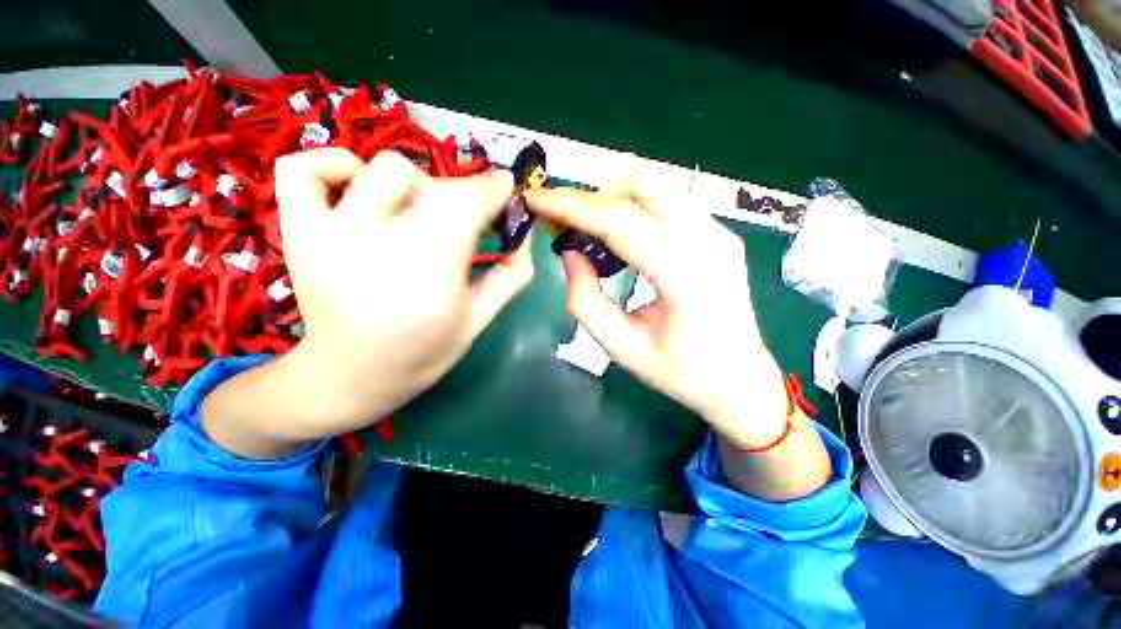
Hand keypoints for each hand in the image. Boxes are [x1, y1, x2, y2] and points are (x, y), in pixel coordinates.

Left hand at [274, 148, 533, 429]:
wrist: (349, 376)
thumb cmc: (423, 353)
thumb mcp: (479, 320)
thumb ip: (511, 275)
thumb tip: (524, 234)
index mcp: (429, 275)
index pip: (467, 204)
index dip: (493, 189)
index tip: (506, 188)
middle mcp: (377, 245)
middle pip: (435, 186)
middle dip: (466, 195)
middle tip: (471, 218)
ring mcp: (330, 233)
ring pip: (384, 168)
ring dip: (418, 185)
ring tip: (420, 213)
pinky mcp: (298, 231)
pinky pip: (304, 168)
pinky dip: (335, 162)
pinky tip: (360, 188)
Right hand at [526, 170, 786, 448]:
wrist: (738, 378)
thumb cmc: (679, 371)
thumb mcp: (620, 347)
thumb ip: (585, 301)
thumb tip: (570, 254)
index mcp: (685, 278)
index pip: (621, 222)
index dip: (573, 206)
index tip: (538, 199)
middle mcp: (709, 242)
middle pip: (644, 183)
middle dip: (596, 195)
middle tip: (572, 226)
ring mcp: (719, 233)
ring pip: (658, 185)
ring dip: (616, 200)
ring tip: (595, 235)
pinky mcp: (720, 233)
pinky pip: (670, 202)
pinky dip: (637, 209)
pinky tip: (625, 242)